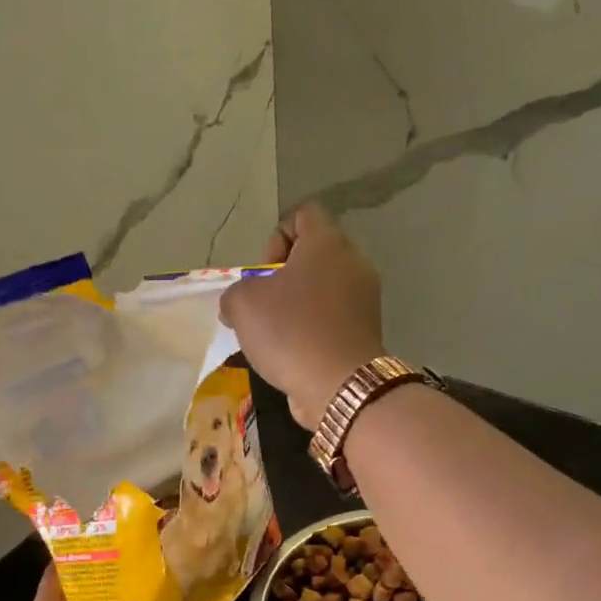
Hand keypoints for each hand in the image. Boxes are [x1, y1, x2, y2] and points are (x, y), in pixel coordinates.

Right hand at [220, 203, 385, 429]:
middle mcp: (353, 263)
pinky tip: (293, 354)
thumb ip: (234, 293)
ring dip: (295, 306)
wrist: (339, 386)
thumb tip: (237, 304)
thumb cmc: (290, 331)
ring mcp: (364, 299)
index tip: (263, 272)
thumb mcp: (242, 304)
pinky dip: (312, 330)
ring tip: (274, 335)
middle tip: (263, 305)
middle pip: (313, 255)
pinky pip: (331, 319)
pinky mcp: (365, 331)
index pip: (303, 214)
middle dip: (283, 277)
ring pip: (322, 290)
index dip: (275, 237)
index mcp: (327, 242)